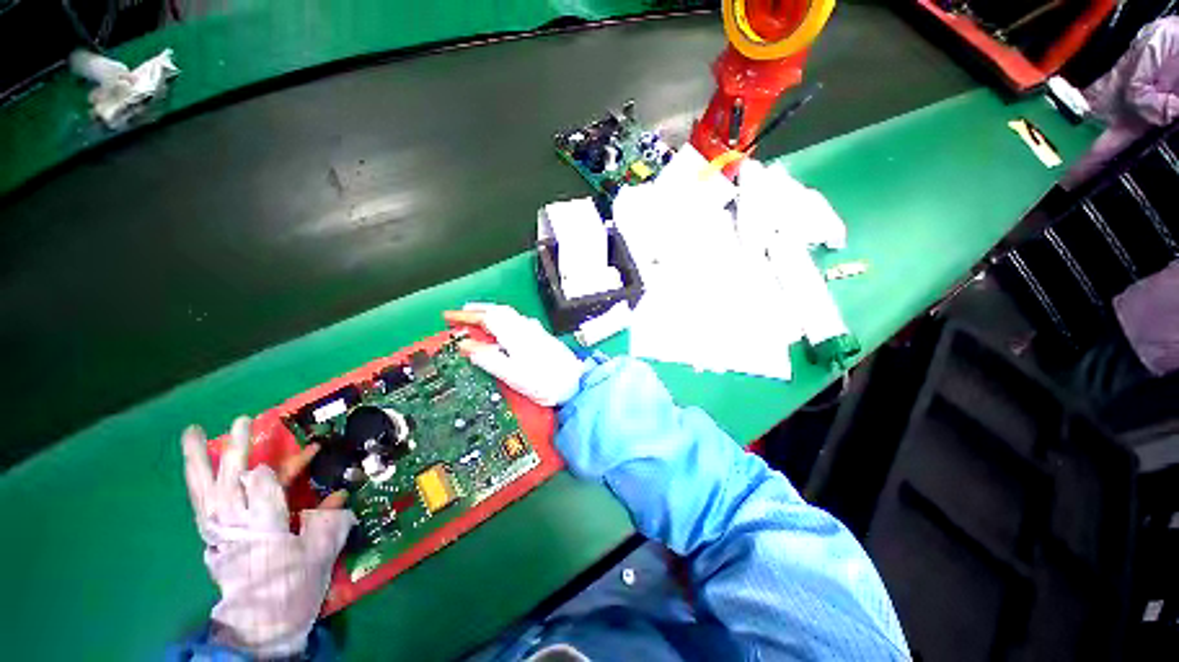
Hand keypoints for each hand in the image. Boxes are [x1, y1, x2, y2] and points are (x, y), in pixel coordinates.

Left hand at [181, 417, 356, 657]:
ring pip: (204, 488)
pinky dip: (196, 483)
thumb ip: (328, 520)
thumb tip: (343, 492)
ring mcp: (218, 529)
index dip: (287, 466)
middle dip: (237, 449)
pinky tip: (196, 468)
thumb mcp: (319, 554)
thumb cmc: (294, 586)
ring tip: (191, 432)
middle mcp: (236, 523)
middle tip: (243, 421)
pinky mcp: (212, 536)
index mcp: (265, 526)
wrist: (261, 621)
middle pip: (231, 479)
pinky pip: (200, 503)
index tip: (310, 451)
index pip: (267, 486)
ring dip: (198, 460)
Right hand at [443, 303, 586, 406]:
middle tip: (461, 314)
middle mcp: (525, 327)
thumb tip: (465, 345)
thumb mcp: (512, 374)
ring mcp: (535, 330)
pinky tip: (501, 330)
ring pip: (508, 314)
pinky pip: (516, 321)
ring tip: (477, 319)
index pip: (486, 318)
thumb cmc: (543, 381)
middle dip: (478, 310)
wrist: (575, 383)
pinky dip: (502, 320)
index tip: (448, 316)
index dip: (466, 316)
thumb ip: (488, 358)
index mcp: (515, 334)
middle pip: (498, 311)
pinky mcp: (541, 336)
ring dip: (490, 313)